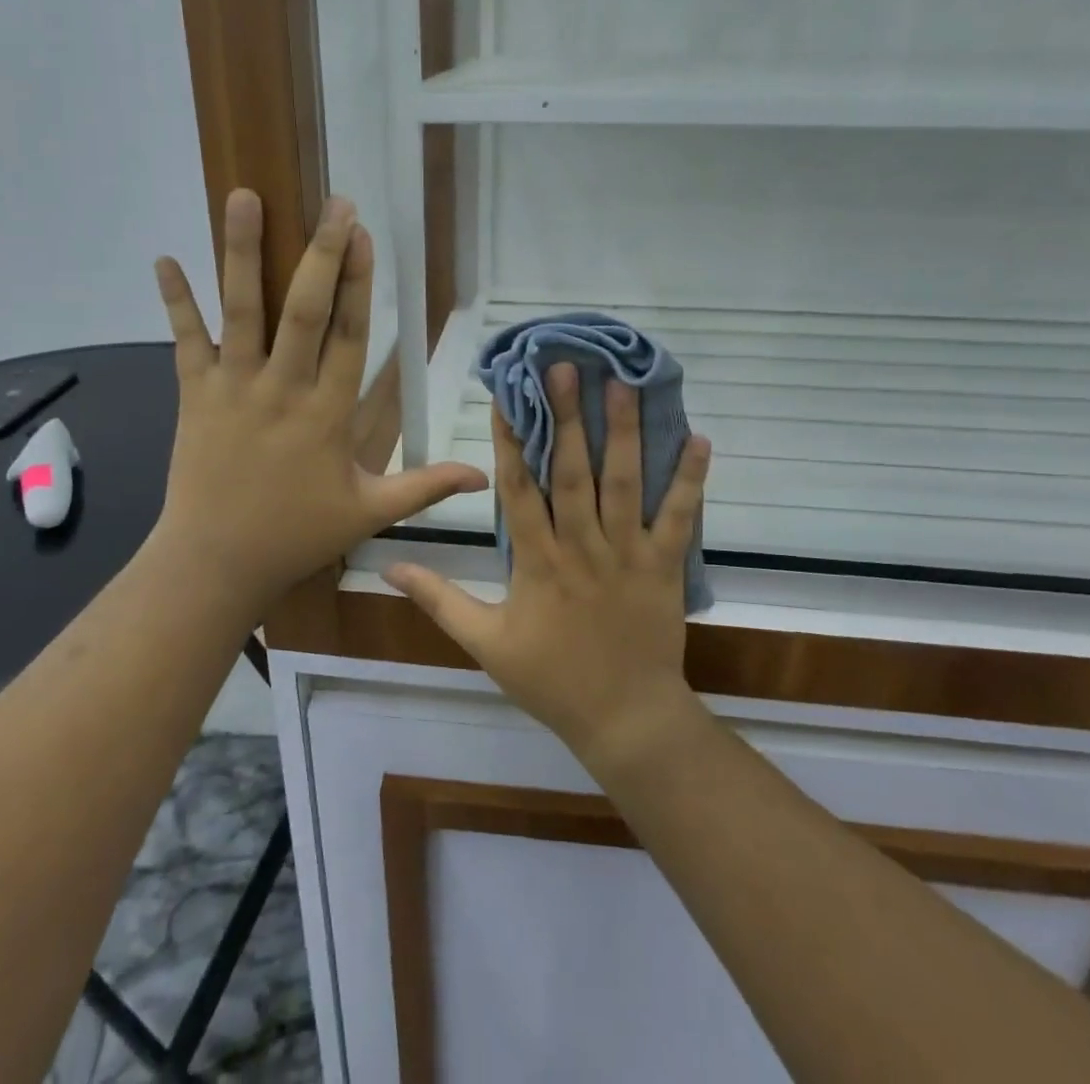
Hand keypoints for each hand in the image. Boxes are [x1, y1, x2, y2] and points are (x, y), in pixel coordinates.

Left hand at [148, 189, 486, 619]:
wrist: (214, 563)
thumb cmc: (295, 534)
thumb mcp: (368, 512)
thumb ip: (425, 487)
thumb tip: (483, 475)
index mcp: (326, 414)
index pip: (348, 336)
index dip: (358, 284)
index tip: (364, 235)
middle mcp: (281, 390)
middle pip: (302, 311)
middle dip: (320, 254)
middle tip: (333, 203)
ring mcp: (233, 388)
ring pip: (240, 312)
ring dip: (241, 253)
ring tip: (244, 198)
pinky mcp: (193, 395)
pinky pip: (184, 341)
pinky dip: (175, 301)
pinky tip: (164, 258)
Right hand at [385, 363, 710, 766]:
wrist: (623, 719)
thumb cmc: (550, 679)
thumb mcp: (484, 644)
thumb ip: (438, 601)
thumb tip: (389, 568)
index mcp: (537, 562)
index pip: (518, 491)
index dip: (510, 442)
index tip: (507, 397)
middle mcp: (581, 548)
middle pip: (571, 473)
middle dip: (566, 418)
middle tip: (565, 368)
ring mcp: (627, 554)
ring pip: (624, 484)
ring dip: (622, 433)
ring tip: (622, 384)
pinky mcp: (664, 566)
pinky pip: (679, 518)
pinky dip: (690, 479)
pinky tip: (700, 439)